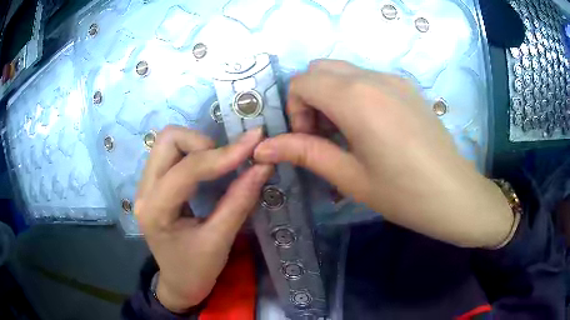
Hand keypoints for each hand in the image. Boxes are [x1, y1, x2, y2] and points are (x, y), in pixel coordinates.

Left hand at [135, 126, 271, 311]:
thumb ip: (240, 201)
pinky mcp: (152, 185)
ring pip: (168, 142)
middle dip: (203, 143)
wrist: (178, 284)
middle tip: (228, 161)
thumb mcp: (220, 241)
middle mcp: (144, 191)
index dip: (223, 155)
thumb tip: (263, 166)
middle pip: (168, 140)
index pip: (187, 170)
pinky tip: (208, 168)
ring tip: (220, 164)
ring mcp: (145, 185)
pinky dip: (193, 152)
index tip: (254, 144)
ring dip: (198, 145)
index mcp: (156, 211)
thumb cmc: (197, 270)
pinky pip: (170, 153)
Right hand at [254, 60, 512, 247]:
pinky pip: (367, 79)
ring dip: (331, 96)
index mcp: (356, 98)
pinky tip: (370, 129)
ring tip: (346, 135)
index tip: (309, 140)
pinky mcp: (407, 88)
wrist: (455, 195)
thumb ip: (304, 153)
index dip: (295, 110)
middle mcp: (373, 77)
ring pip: (344, 72)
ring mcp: (394, 79)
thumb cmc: (403, 194)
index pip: (302, 81)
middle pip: (321, 69)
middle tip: (323, 136)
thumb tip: (262, 148)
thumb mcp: (350, 177)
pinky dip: (354, 95)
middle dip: (310, 98)